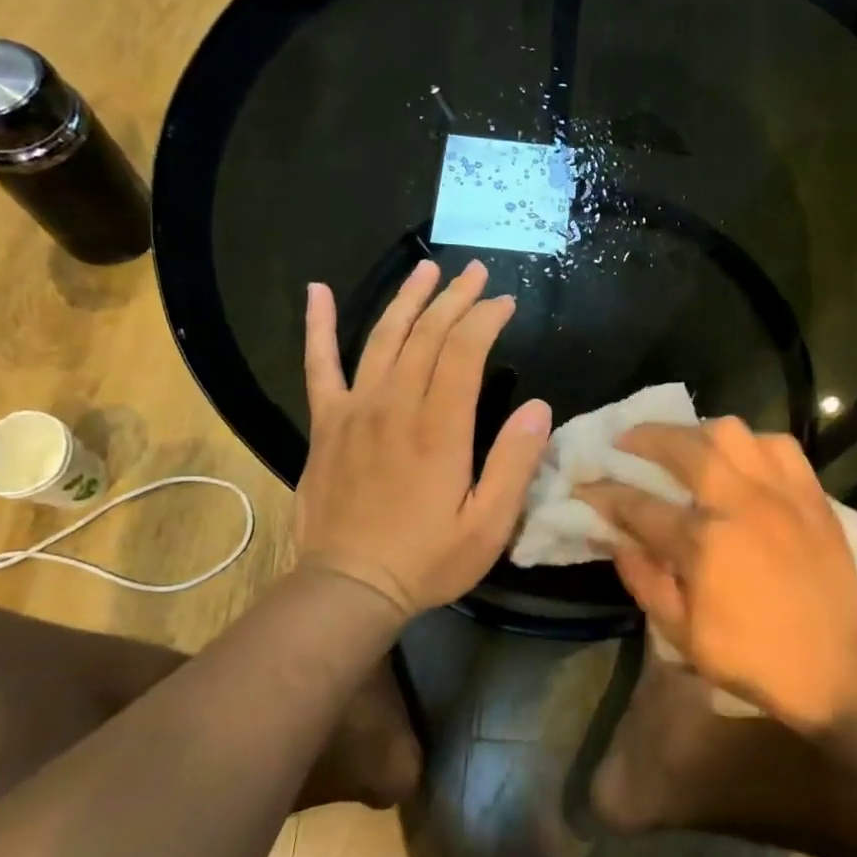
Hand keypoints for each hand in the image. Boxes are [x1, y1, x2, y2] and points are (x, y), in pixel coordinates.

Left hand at [295, 259, 551, 616]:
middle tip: (476, 272)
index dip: (485, 320)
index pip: (464, 352)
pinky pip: (318, 365)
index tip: (505, 302)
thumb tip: (540, 408)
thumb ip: (514, 463)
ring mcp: (355, 410)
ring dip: (407, 299)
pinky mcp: (326, 423)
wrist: (348, 587)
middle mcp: (395, 406)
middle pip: (426, 335)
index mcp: (439, 429)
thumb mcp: (488, 525)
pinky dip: (316, 326)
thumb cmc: (427, 559)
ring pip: (382, 337)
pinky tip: (316, 292)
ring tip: (427, 269)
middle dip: (455, 298)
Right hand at [578, 418, 856, 729]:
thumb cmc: (752, 656)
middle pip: (682, 447)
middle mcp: (738, 503)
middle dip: (644, 437)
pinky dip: (753, 442)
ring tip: (684, 442)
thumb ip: (644, 580)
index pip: (638, 505)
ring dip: (698, 430)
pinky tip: (741, 456)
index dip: (604, 493)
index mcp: (702, 543)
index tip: (585, 485)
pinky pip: (779, 444)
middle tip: (626, 441)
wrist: (836, 664)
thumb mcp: (682, 634)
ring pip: (732, 432)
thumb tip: (616, 540)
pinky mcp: (810, 492)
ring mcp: (779, 491)